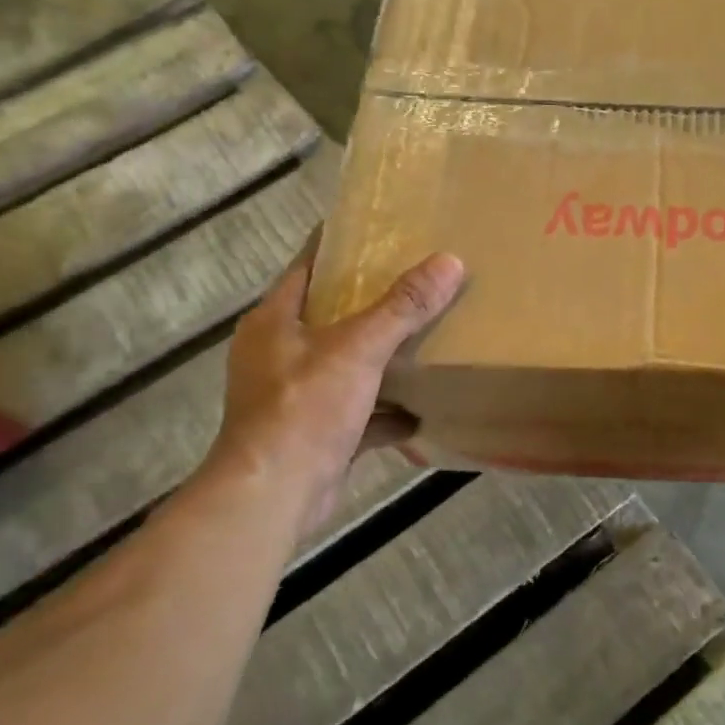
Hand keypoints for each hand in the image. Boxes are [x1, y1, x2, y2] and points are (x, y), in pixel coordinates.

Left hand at [209, 237, 465, 541]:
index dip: (343, 245)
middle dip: (374, 300)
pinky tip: (423, 408)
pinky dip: (387, 409)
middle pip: (332, 314)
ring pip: (347, 362)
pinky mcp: (316, 431)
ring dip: (383, 355)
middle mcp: (279, 352)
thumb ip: (403, 306)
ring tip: (428, 336)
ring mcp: (296, 394)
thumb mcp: (358, 349)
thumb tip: (450, 261)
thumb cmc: (304, 408)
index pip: (309, 265)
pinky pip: (359, 409)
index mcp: (276, 320)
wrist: (274, 495)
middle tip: (421, 279)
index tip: (384, 229)